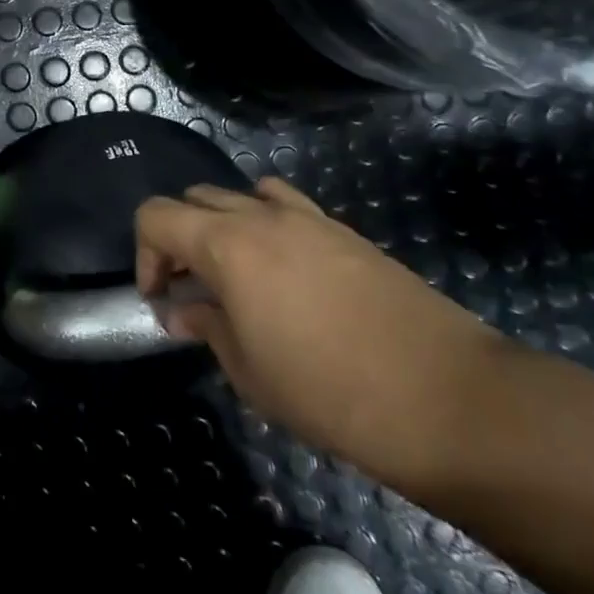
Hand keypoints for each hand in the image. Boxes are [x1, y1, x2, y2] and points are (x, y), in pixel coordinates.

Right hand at [135, 177, 504, 485]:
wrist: (449, 398)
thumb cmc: (330, 391)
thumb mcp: (249, 371)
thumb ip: (207, 327)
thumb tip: (183, 311)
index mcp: (227, 243)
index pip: (156, 215)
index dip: (145, 254)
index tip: (160, 299)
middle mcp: (262, 215)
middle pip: (195, 198)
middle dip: (178, 238)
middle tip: (190, 288)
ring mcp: (309, 218)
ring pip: (241, 195)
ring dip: (221, 226)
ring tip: (234, 274)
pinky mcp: (345, 232)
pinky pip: (286, 207)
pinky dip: (265, 225)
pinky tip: (283, 272)